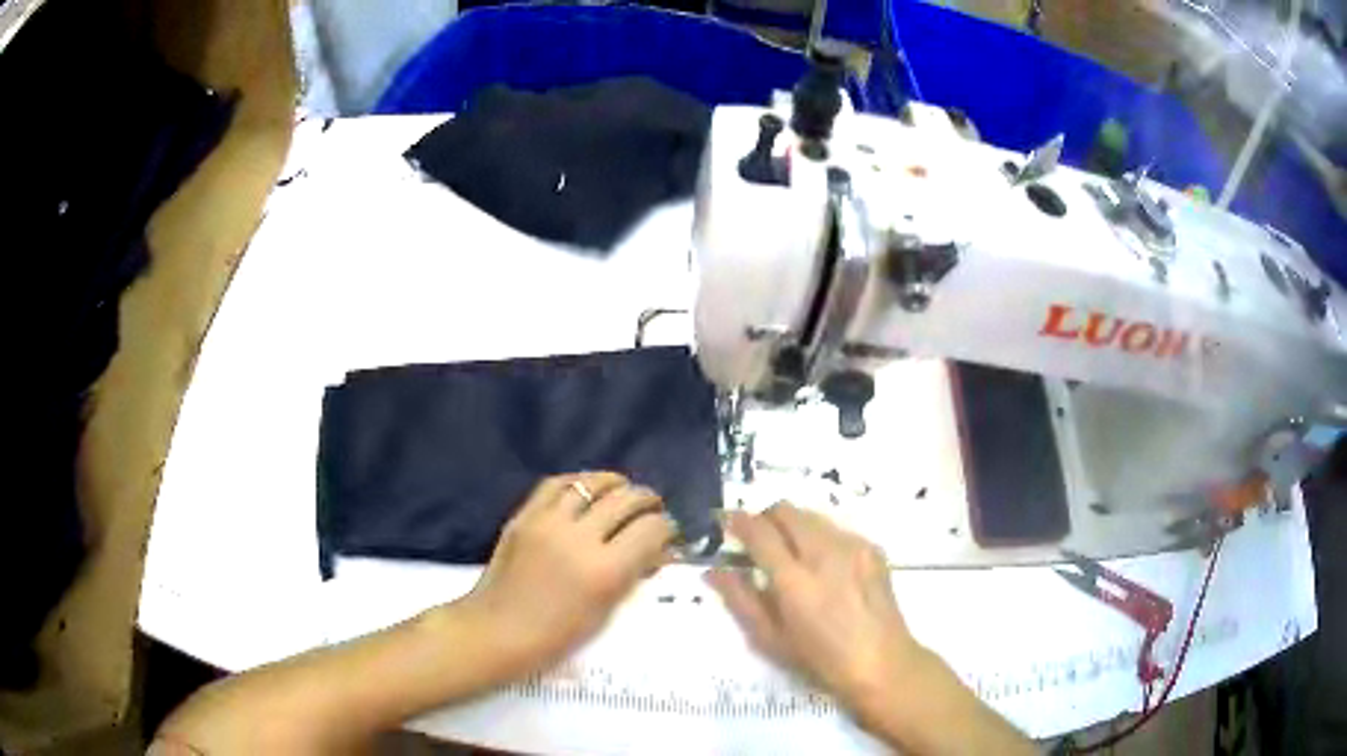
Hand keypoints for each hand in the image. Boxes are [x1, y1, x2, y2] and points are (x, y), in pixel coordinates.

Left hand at [463, 472, 675, 673]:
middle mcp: (579, 538)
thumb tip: (657, 552)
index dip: (667, 528)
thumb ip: (632, 576)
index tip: (669, 533)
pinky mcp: (524, 515)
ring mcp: (548, 522)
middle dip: (648, 501)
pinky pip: (556, 484)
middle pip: (626, 500)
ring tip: (625, 490)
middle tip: (653, 509)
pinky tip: (588, 488)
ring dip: (616, 484)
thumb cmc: (556, 637)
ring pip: (592, 483)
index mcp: (605, 571)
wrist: (497, 631)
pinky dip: (578, 481)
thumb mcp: (605, 612)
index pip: (651, 530)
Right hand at [705, 504, 925, 718]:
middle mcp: (824, 554)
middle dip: (766, 518)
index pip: (760, 533)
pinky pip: (837, 529)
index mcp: (795, 581)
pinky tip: (825, 567)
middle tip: (759, 540)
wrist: (882, 662)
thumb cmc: (820, 660)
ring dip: (793, 525)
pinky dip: (821, 537)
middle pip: (786, 510)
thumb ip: (740, 600)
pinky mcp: (872, 548)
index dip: (739, 521)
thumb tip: (714, 570)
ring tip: (792, 554)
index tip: (727, 521)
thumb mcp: (770, 639)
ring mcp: (853, 547)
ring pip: (812, 515)